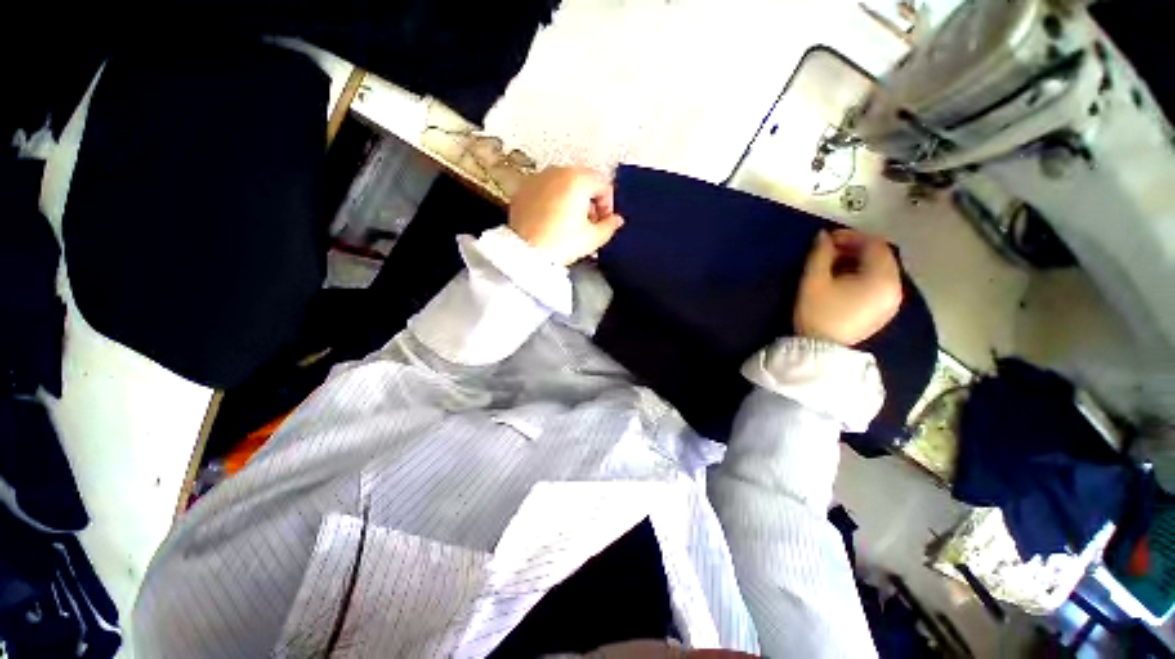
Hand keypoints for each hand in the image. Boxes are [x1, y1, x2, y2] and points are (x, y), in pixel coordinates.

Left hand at [508, 166, 624, 265]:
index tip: (604, 221)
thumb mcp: (593, 238)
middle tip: (590, 223)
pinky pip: (546, 190)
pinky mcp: (524, 190)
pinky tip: (553, 221)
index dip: (608, 205)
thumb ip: (610, 226)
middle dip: (591, 200)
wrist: (526, 253)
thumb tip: (616, 220)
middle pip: (584, 181)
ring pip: (564, 183)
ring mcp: (538, 179)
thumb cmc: (560, 244)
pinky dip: (553, 200)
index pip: (604, 184)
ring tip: (571, 223)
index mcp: (578, 179)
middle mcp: (557, 172)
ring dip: (573, 199)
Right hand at [794, 229, 902, 344]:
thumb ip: (819, 254)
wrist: (820, 350)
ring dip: (859, 262)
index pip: (874, 245)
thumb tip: (823, 235)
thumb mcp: (813, 280)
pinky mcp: (883, 313)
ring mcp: (891, 302)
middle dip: (856, 248)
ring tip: (834, 266)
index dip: (851, 236)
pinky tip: (844, 282)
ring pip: (881, 271)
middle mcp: (895, 288)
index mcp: (882, 278)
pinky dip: (864, 276)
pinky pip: (879, 285)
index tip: (828, 239)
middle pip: (881, 257)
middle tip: (830, 251)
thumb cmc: (817, 313)